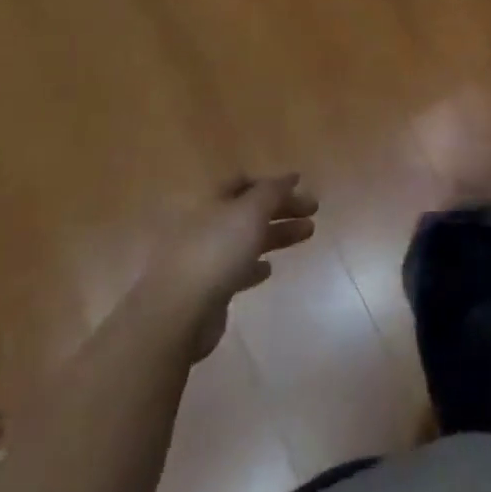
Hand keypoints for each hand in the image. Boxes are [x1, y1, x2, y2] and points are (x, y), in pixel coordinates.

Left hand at [149, 175, 317, 359]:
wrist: (177, 314)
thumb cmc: (216, 251)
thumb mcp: (250, 211)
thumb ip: (272, 191)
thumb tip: (289, 177)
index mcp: (208, 200)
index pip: (243, 181)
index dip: (272, 181)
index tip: (300, 184)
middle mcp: (203, 224)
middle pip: (247, 210)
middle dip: (282, 208)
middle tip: (313, 212)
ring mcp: (202, 257)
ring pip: (246, 238)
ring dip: (276, 234)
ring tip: (307, 234)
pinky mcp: (205, 288)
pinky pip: (235, 269)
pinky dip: (254, 265)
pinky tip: (268, 269)